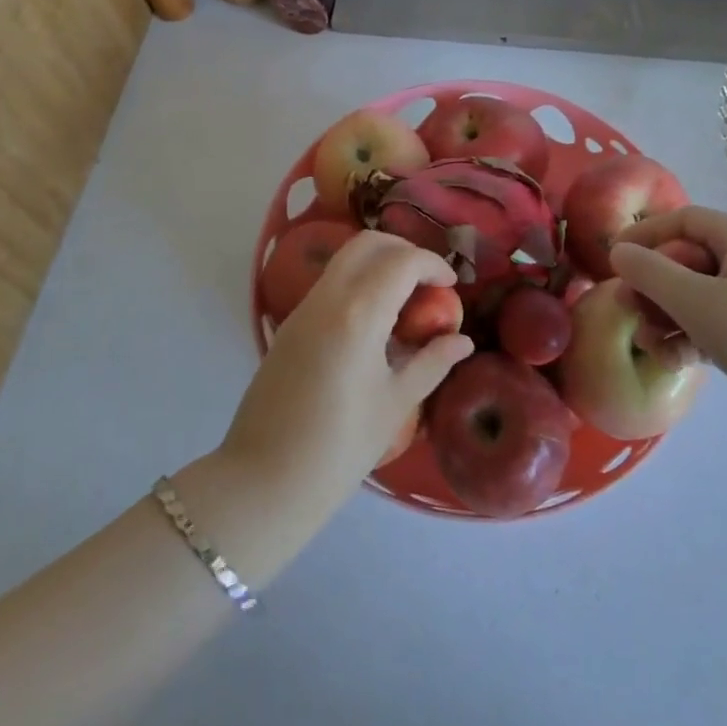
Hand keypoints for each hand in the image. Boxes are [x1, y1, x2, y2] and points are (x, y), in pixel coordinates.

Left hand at [221, 231, 472, 517]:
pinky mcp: (289, 324)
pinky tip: (374, 321)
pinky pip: (329, 284)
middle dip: (403, 251)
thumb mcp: (395, 404)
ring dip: (378, 264)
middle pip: (367, 244)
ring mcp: (303, 309)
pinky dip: (357, 282)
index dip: (432, 264)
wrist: (264, 481)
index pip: (402, 262)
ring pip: (344, 260)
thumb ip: (431, 363)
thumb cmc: (339, 448)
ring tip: (405, 301)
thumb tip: (462, 340)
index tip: (452, 286)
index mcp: (358, 314)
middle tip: (428, 282)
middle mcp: (327, 298)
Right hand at [609, 207, 726, 422]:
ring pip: (697, 296)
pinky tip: (676, 363)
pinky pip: (715, 323)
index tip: (613, 259)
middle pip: (686, 260)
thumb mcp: (697, 303)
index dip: (644, 235)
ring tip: (651, 346)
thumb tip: (618, 251)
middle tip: (627, 310)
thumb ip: (650, 273)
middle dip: (652, 287)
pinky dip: (692, 337)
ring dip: (668, 317)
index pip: (682, 219)